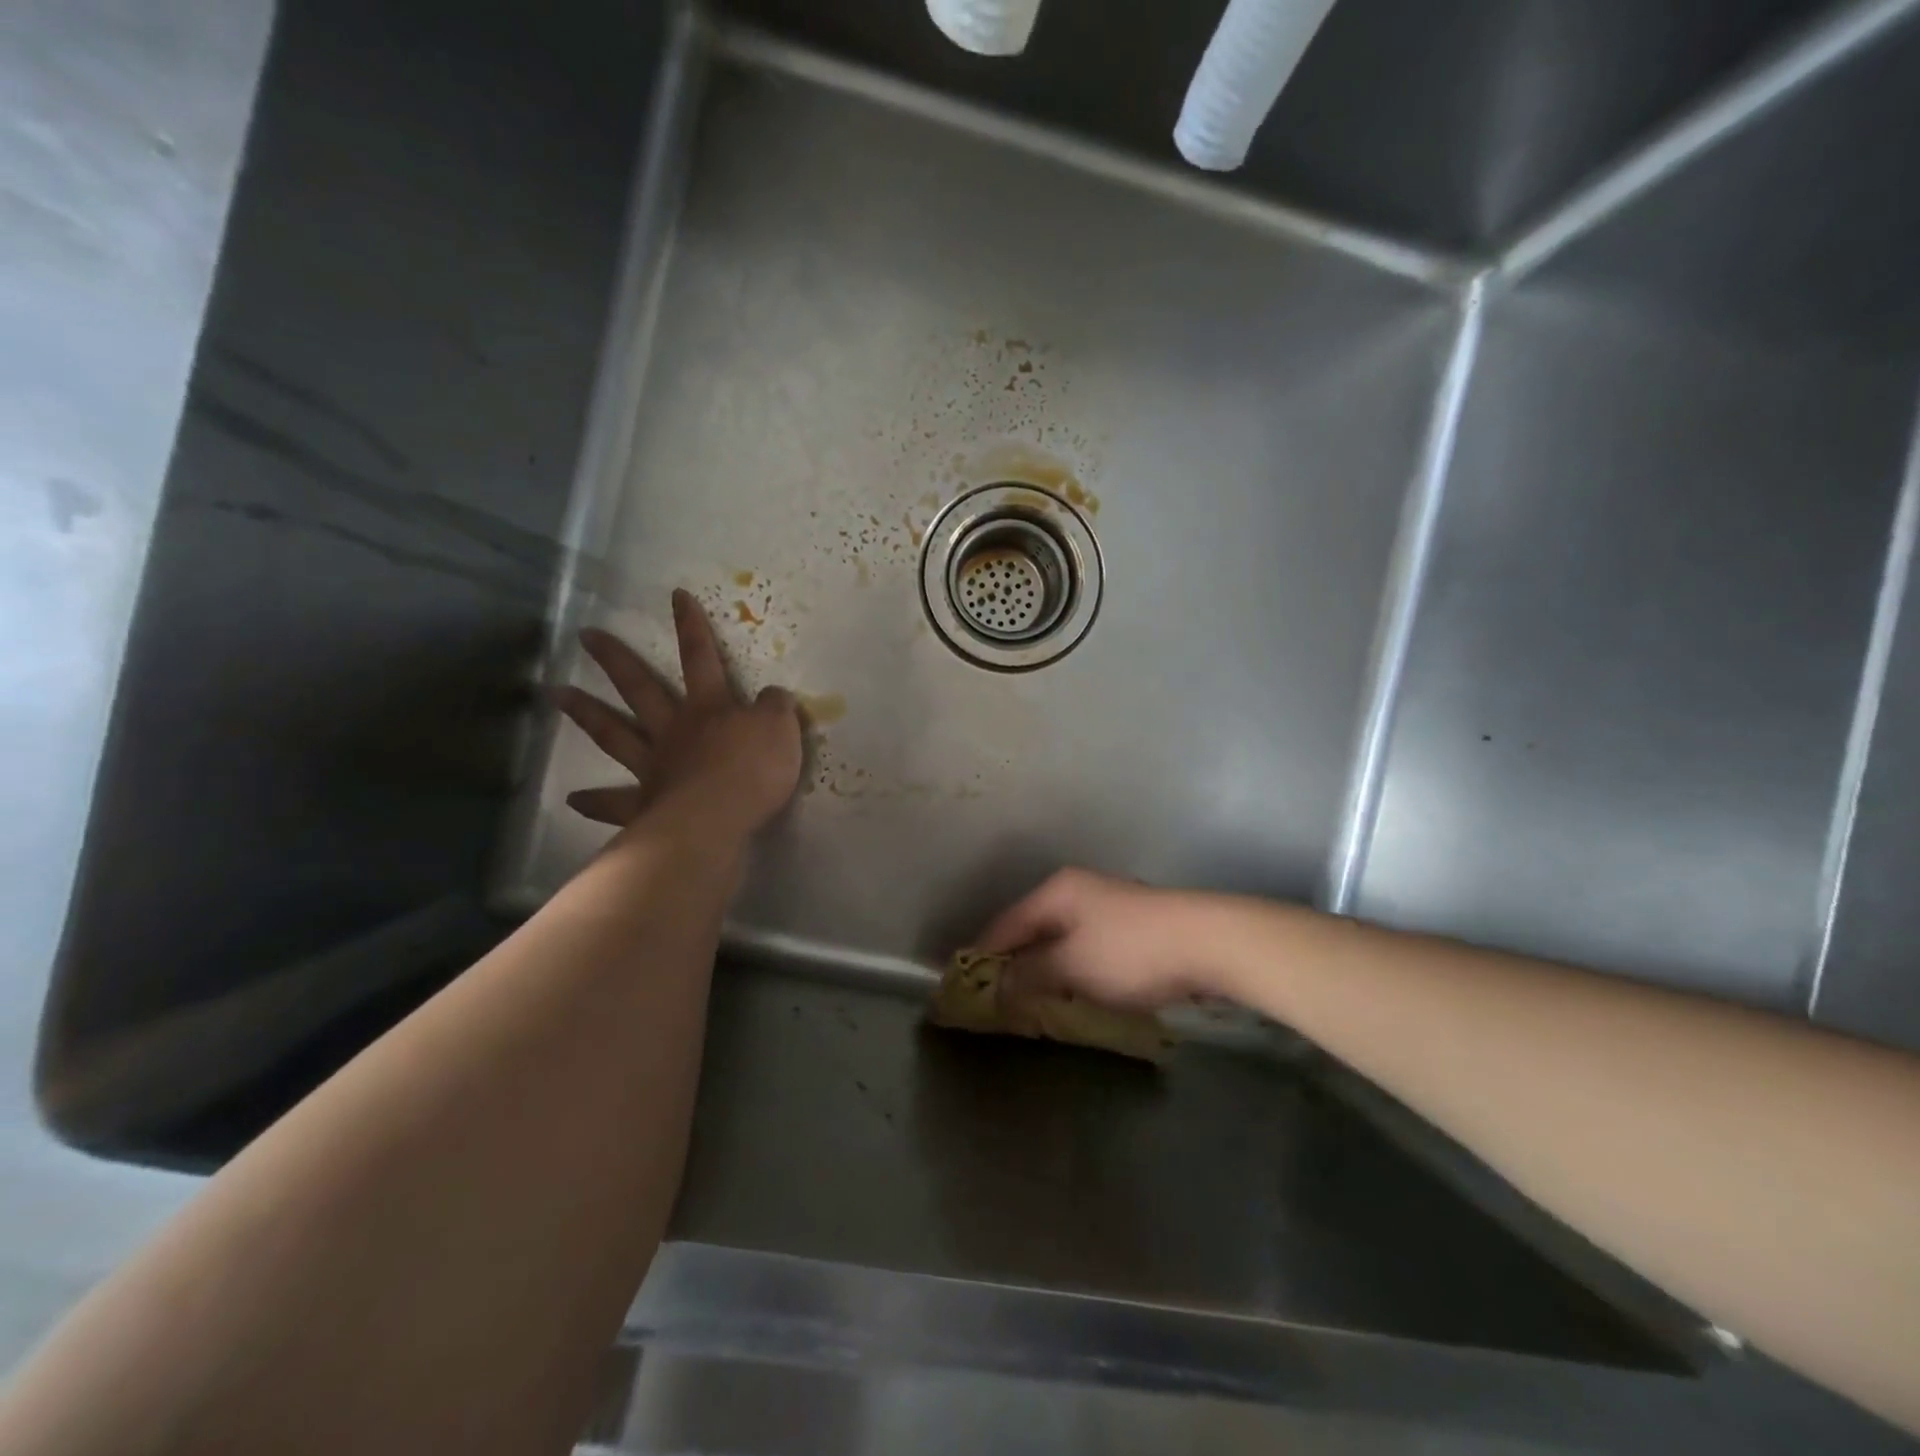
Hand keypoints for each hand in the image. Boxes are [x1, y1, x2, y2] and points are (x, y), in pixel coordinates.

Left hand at [556, 589, 801, 839]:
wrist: (720, 817)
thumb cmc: (754, 769)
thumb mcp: (781, 729)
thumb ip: (775, 708)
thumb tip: (773, 694)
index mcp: (709, 708)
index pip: (701, 657)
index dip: (691, 626)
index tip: (675, 596)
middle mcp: (674, 730)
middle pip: (640, 688)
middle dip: (616, 660)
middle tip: (586, 636)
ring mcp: (654, 766)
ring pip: (615, 734)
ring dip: (587, 713)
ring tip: (558, 695)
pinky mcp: (645, 805)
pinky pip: (615, 802)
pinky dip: (595, 801)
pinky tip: (573, 800)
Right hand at [975, 868, 1211, 1010]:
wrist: (1208, 942)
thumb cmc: (1130, 952)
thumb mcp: (1071, 966)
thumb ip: (1029, 974)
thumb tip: (996, 984)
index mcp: (1056, 891)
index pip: (1004, 925)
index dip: (982, 956)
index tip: (964, 988)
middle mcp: (1076, 891)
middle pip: (1031, 930)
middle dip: (1014, 965)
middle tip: (997, 1003)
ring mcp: (1105, 905)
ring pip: (1059, 940)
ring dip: (1044, 970)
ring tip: (1030, 1004)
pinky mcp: (1129, 925)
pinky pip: (1084, 948)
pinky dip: (1072, 970)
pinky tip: (1072, 992)